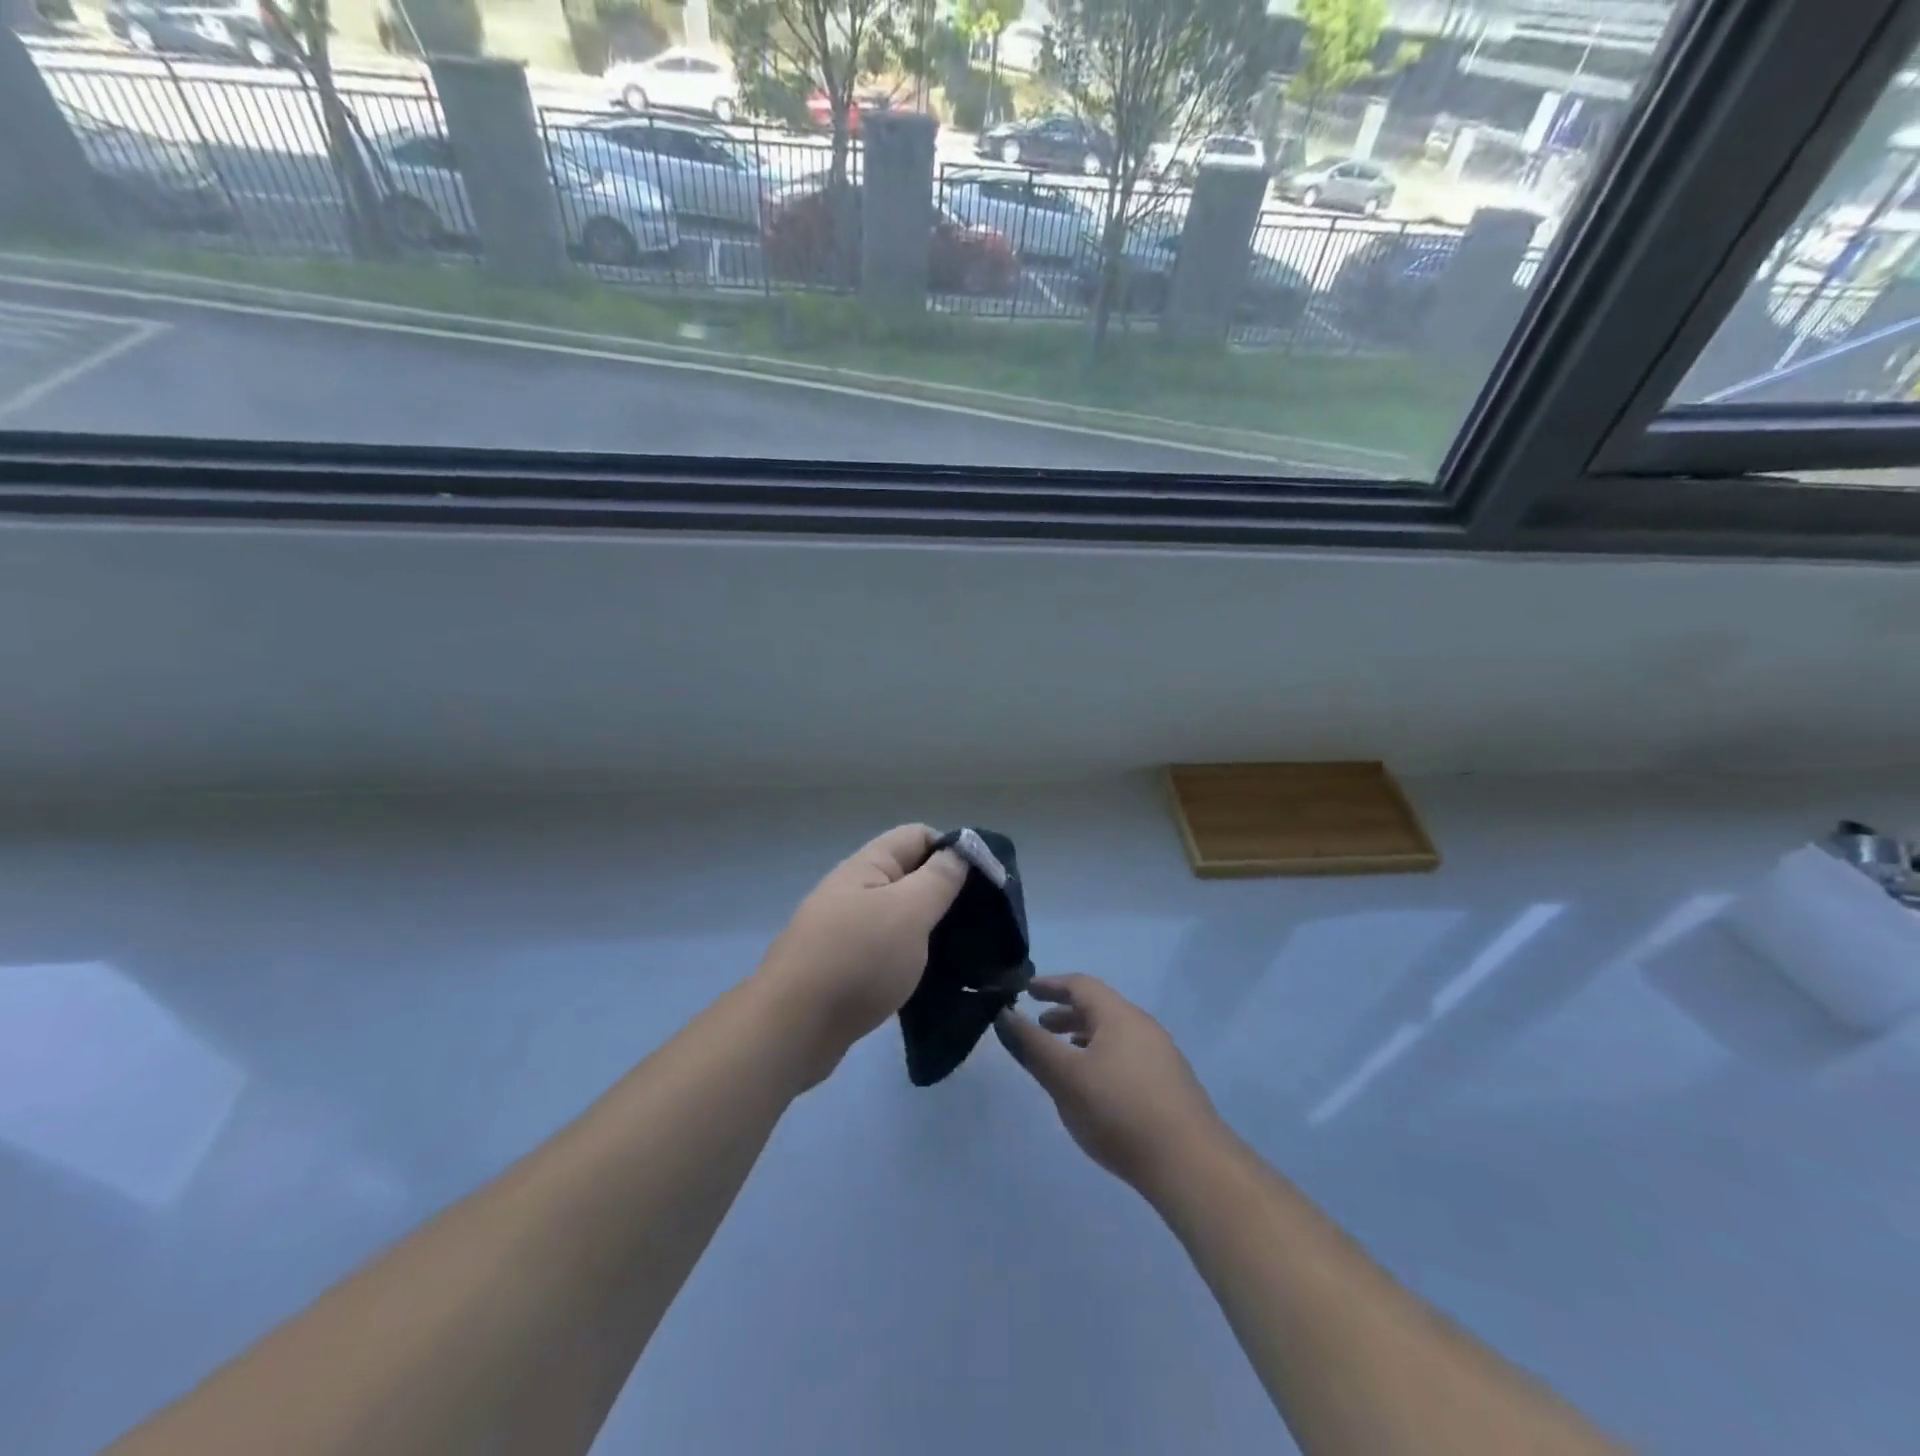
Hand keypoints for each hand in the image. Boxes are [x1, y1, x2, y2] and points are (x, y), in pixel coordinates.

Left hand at [757, 824, 966, 1084]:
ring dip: (932, 930)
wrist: (793, 1029)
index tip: (984, 883)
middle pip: (910, 876)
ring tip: (967, 952)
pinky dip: (913, 958)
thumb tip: (962, 849)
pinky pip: (889, 950)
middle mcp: (855, 891)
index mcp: (867, 867)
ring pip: (901, 917)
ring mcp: (848, 930)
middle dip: (947, 893)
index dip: (953, 851)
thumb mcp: (908, 912)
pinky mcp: (847, 968)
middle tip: (983, 922)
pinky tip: (935, 978)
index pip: (918, 836)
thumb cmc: (857, 961)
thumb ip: (939, 878)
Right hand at [995, 975, 1225, 1190]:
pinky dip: (1101, 1057)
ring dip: (1083, 1037)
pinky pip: (1126, 1056)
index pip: (1080, 984)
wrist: (1191, 1165)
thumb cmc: (1119, 1111)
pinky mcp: (1170, 1085)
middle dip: (1065, 1013)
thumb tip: (1004, 1015)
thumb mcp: (1065, 1077)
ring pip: (1113, 1034)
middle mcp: (1143, 1026)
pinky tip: (1094, 1088)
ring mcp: (1161, 1056)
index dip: (1050, 984)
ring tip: (1062, 1057)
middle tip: (1039, 1026)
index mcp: (1119, 1015)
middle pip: (1099, 1008)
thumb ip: (1032, 1045)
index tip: (1026, 989)